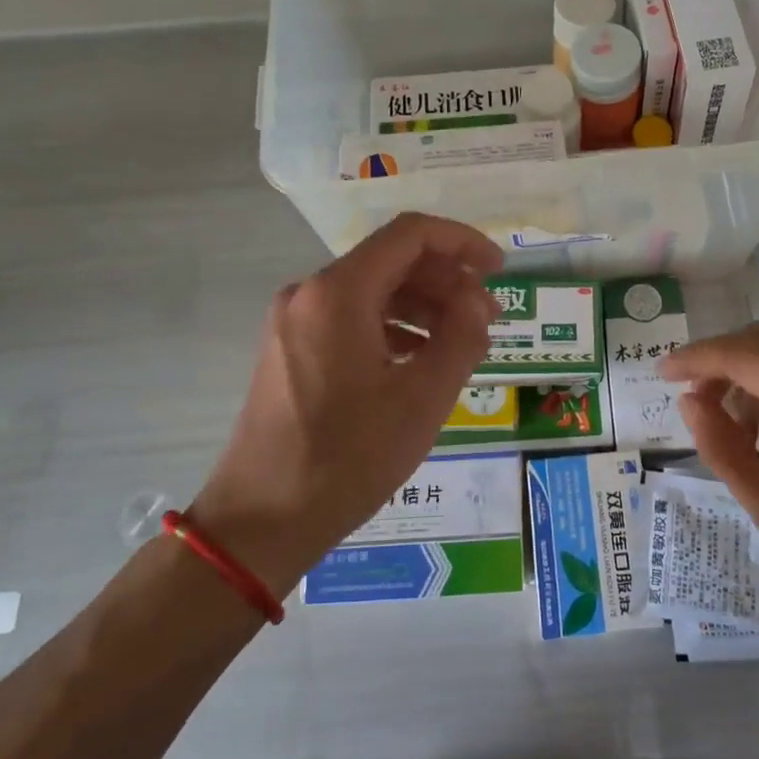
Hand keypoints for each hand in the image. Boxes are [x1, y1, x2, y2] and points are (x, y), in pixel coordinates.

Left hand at [190, 213, 501, 594]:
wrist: (259, 523)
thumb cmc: (346, 458)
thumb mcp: (422, 399)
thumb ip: (461, 337)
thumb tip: (478, 301)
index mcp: (339, 292)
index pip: (410, 235)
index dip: (462, 242)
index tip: (499, 269)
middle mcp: (310, 293)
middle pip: (392, 260)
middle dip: (447, 280)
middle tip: (488, 316)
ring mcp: (295, 321)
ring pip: (373, 290)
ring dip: (424, 306)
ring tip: (463, 342)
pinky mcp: (291, 349)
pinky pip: (352, 318)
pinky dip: (394, 327)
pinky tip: (421, 360)